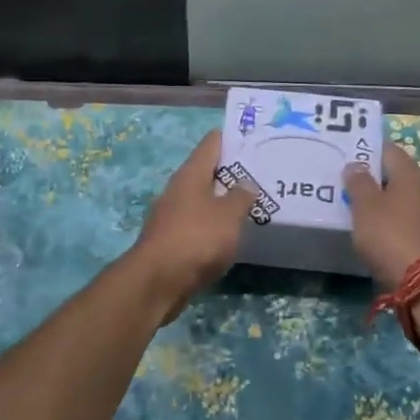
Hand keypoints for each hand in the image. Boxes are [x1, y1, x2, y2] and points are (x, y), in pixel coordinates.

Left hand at [129, 131, 255, 317]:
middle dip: (232, 172)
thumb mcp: (228, 215)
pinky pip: (198, 224)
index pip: (212, 143)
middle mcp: (178, 190)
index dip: (233, 138)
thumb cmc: (196, 239)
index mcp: (191, 174)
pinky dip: (215, 225)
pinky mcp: (171, 240)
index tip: (256, 139)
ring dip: (224, 201)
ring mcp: (172, 215)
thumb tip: (245, 183)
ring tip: (252, 205)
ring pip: (203, 200)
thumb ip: (241, 197)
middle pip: (207, 171)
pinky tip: (231, 234)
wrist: (157, 282)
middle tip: (262, 174)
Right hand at [342, 141, 419, 288]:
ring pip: (394, 198)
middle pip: (392, 174)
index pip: (387, 150)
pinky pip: (397, 219)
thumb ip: (358, 182)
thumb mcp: (366, 206)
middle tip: (340, 179)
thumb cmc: (391, 235)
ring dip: (375, 200)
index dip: (366, 148)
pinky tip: (365, 228)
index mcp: (408, 174)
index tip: (344, 152)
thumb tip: (355, 165)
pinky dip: (382, 220)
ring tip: (348, 203)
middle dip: (369, 176)